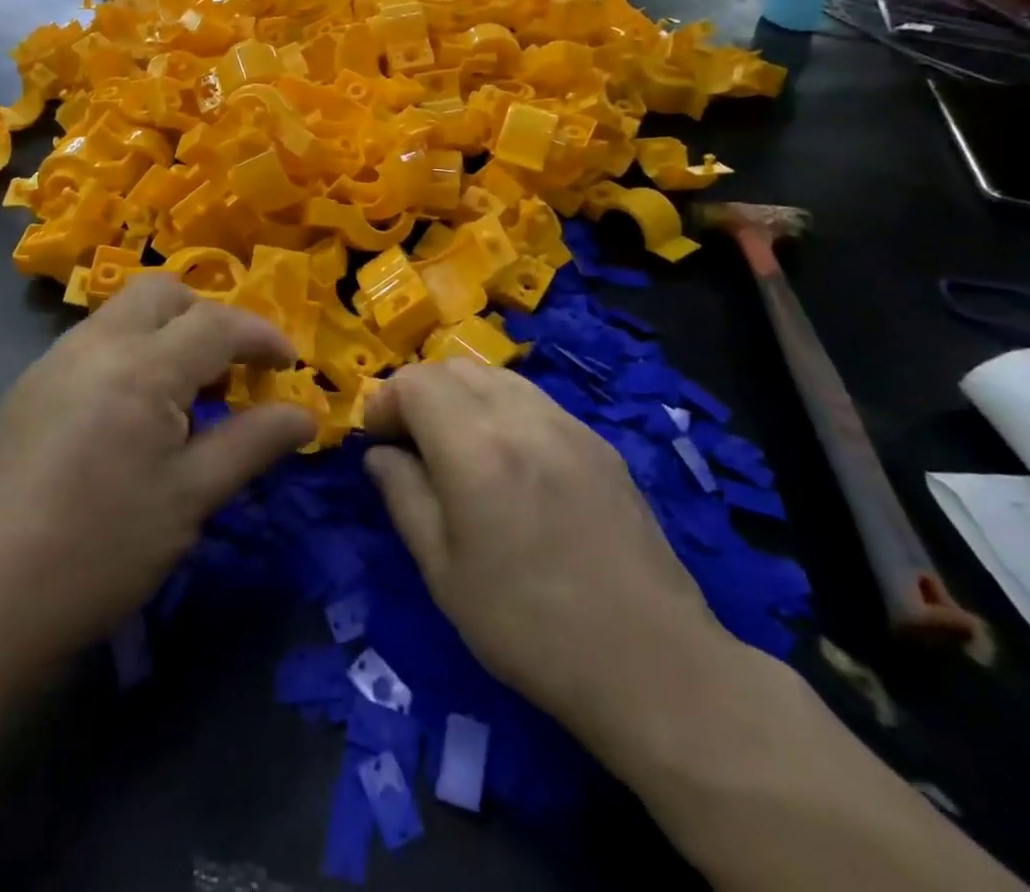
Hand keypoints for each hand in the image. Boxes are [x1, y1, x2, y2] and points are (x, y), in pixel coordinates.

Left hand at [0, 278, 315, 677]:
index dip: (261, 337)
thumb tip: (306, 416)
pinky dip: (132, 353)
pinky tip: (134, 414)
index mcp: (140, 367)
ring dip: (168, 333)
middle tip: (232, 371)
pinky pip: (96, 342)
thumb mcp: (191, 498)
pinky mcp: (29, 387)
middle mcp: (95, 344)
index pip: (216, 323)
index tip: (289, 365)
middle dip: (209, 317)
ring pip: (125, 312)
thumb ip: (253, 443)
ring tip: (187, 396)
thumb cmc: (100, 551)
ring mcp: (54, 361)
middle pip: (164, 293)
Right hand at [363, 361, 735, 756]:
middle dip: (420, 393)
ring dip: (461, 396)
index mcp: (475, 447)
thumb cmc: (528, 627)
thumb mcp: (443, 571)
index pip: (415, 382)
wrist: (651, 662)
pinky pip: (534, 399)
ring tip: (457, 447)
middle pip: (454, 368)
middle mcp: (521, 416)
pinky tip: (508, 460)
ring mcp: (567, 423)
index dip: (385, 402)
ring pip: (496, 376)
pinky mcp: (598, 440)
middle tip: (410, 443)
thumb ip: (404, 496)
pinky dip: (502, 408)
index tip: (377, 441)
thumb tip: (380, 454)